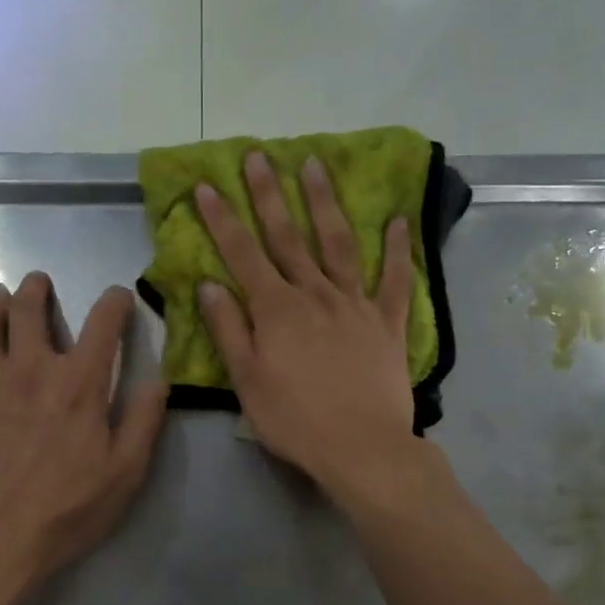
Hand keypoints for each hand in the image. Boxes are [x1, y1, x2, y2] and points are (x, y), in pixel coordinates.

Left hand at [0, 273, 167, 588]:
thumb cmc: (67, 510)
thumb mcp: (125, 473)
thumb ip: (143, 421)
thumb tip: (158, 380)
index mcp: (79, 383)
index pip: (102, 324)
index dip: (114, 303)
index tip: (119, 297)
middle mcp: (31, 370)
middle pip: (28, 309)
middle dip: (35, 289)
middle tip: (37, 282)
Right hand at [195, 150, 421, 500]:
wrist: (362, 448)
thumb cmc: (295, 420)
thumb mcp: (247, 381)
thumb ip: (229, 330)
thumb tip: (209, 285)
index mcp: (276, 310)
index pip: (242, 254)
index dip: (222, 219)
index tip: (206, 185)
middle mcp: (315, 295)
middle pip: (288, 237)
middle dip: (269, 195)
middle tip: (258, 156)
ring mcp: (356, 305)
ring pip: (339, 244)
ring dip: (325, 204)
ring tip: (315, 165)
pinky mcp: (388, 323)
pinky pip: (396, 280)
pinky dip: (398, 250)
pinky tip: (398, 221)